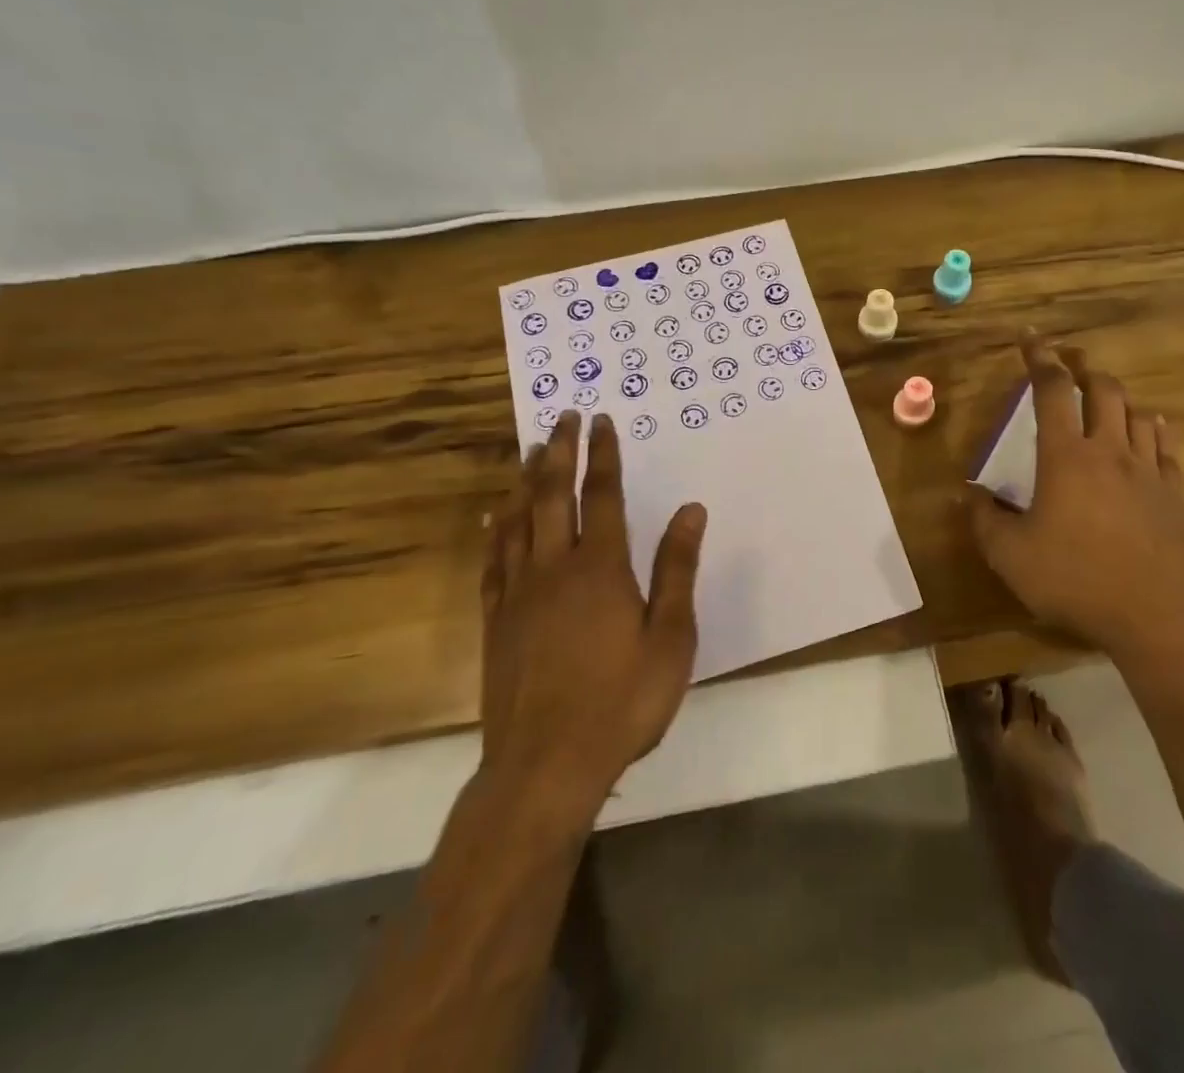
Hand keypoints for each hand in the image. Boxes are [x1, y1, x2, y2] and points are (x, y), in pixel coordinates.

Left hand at [478, 411, 707, 813]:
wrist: (545, 766)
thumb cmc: (622, 701)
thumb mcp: (670, 638)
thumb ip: (677, 569)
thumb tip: (690, 510)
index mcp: (600, 568)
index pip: (602, 495)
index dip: (602, 455)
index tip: (600, 420)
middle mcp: (554, 567)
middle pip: (552, 495)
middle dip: (558, 452)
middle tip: (562, 417)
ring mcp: (518, 593)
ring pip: (517, 520)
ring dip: (525, 480)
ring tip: (530, 450)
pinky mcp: (495, 621)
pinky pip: (493, 561)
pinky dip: (496, 530)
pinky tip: (496, 518)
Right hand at [966, 337, 1183, 657]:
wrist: (1152, 616)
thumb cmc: (1073, 580)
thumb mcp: (1009, 555)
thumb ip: (983, 519)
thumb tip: (966, 492)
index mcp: (1065, 456)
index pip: (1052, 390)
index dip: (1039, 358)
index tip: (1031, 337)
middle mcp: (1108, 450)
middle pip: (1102, 390)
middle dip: (1084, 369)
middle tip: (1069, 364)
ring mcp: (1147, 470)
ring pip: (1136, 412)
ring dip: (1117, 397)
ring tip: (1103, 397)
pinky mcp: (1173, 493)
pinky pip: (1165, 445)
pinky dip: (1152, 427)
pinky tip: (1148, 428)